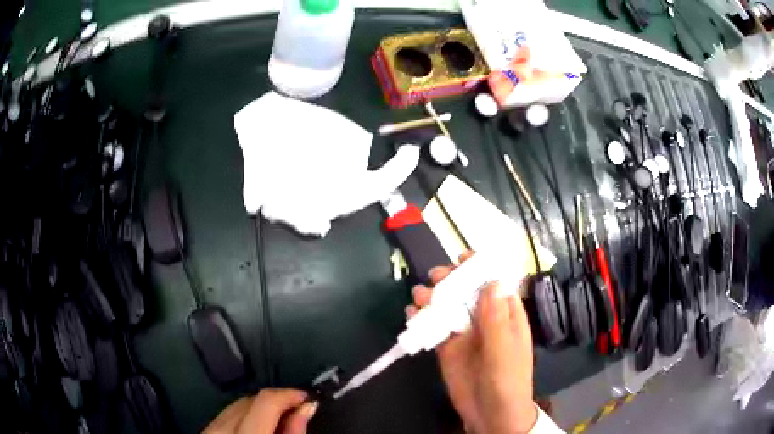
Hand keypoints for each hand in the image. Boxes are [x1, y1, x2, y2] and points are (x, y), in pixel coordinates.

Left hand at [203, 388, 317, 433]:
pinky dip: (244, 415)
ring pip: (237, 405)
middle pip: (250, 401)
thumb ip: (294, 433)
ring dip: (260, 408)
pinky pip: (226, 415)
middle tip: (297, 412)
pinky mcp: (205, 432)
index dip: (288, 395)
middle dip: (276, 402)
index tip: (306, 399)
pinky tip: (256, 427)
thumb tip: (306, 408)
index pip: (265, 402)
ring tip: (278, 421)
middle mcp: (222, 431)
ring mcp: (209, 431)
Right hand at [406, 252, 537, 433]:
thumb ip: (496, 319)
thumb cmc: (506, 381)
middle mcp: (485, 319)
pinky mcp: (447, 347)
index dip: (482, 267)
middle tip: (436, 278)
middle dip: (452, 280)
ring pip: (448, 306)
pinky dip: (422, 318)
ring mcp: (465, 333)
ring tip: (419, 296)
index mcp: (506, 315)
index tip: (463, 257)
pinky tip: (411, 314)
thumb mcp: (503, 351)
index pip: (495, 282)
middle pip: (467, 291)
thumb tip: (492, 281)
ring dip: (433, 297)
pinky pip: (434, 326)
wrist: (490, 415)